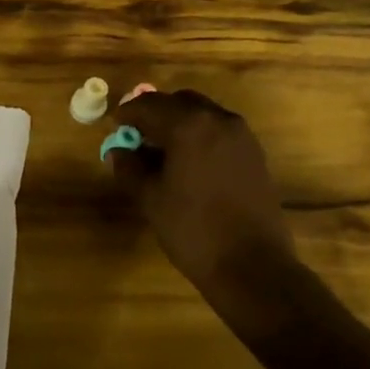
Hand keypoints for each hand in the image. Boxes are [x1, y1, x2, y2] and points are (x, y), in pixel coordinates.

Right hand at [110, 89, 297, 302]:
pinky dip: (200, 136)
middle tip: (137, 136)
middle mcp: (218, 120)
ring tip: (162, 152)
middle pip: (179, 102)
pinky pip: (220, 131)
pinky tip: (189, 163)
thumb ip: (129, 166)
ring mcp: (242, 136)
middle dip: (155, 114)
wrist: (252, 266)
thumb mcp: (150, 198)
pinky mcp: (255, 154)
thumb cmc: (192, 229)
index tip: (114, 126)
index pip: (149, 105)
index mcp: (189, 125)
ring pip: (202, 114)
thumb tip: (118, 150)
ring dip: (179, 123)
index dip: (127, 114)